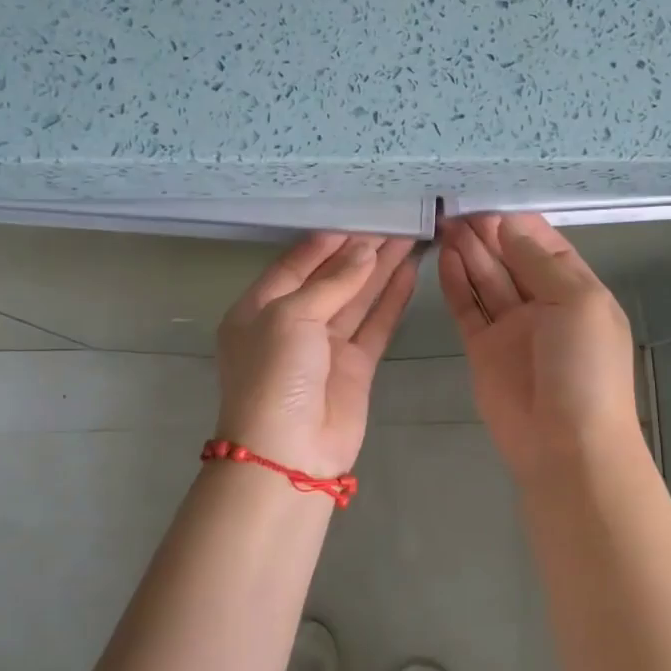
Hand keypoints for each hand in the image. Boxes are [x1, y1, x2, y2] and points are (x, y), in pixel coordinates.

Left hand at [215, 233, 419, 477]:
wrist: (288, 454)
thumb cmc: (275, 375)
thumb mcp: (291, 317)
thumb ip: (331, 282)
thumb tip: (364, 251)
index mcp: (260, 307)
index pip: (295, 264)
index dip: (326, 241)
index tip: (358, 216)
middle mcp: (292, 323)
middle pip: (330, 277)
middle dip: (359, 251)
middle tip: (394, 220)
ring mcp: (325, 346)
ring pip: (357, 298)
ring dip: (380, 269)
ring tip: (410, 236)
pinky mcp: (355, 366)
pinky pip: (375, 325)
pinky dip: (391, 300)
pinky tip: (410, 273)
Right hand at [439, 214, 644, 487]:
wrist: (566, 445)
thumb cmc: (584, 369)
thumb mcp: (577, 303)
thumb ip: (540, 262)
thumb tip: (509, 224)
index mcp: (576, 291)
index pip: (545, 246)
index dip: (518, 224)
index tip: (488, 200)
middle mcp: (543, 304)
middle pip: (511, 259)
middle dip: (488, 233)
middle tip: (456, 207)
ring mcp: (511, 327)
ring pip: (487, 279)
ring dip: (469, 252)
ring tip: (445, 223)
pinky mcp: (482, 347)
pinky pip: (467, 307)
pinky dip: (456, 283)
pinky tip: (444, 257)